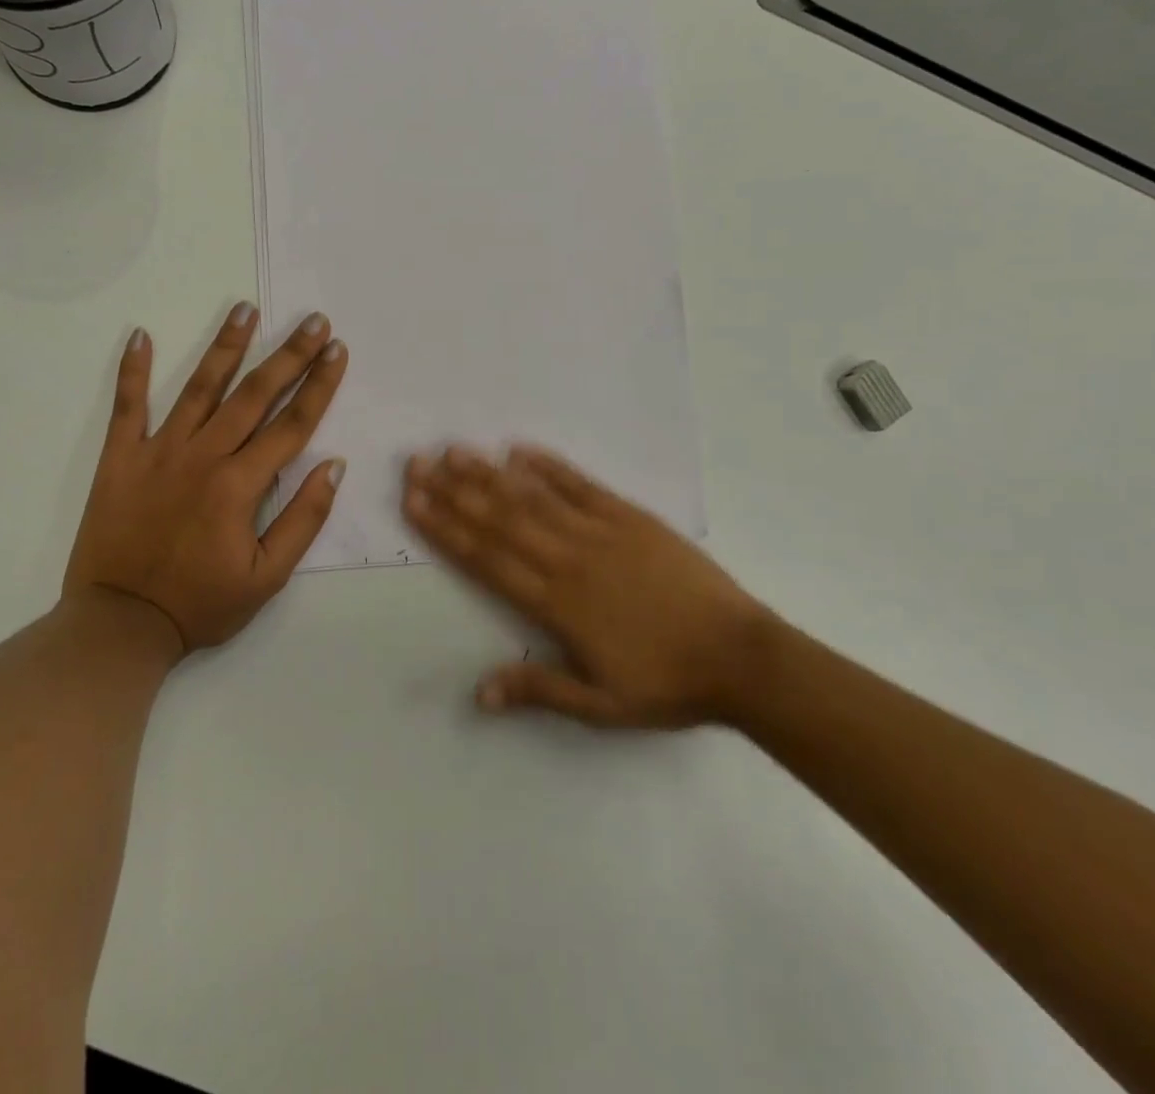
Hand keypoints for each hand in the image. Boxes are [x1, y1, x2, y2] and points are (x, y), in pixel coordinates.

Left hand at [65, 303, 348, 657]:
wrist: (119, 624)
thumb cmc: (201, 605)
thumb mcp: (267, 577)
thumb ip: (303, 519)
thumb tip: (332, 466)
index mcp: (240, 485)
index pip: (292, 425)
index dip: (319, 386)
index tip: (337, 351)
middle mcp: (203, 457)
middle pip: (254, 395)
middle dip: (288, 355)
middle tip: (312, 321)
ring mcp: (158, 452)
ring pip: (199, 388)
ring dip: (225, 346)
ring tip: (245, 310)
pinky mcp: (119, 458)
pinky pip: (127, 407)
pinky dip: (133, 371)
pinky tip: (141, 335)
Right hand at [403, 446, 777, 728]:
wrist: (740, 656)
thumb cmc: (667, 684)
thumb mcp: (601, 705)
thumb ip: (538, 689)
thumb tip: (478, 692)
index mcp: (556, 604)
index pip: (486, 559)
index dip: (445, 529)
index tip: (414, 502)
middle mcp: (568, 559)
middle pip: (499, 520)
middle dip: (454, 491)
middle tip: (417, 463)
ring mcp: (600, 532)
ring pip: (533, 498)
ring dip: (490, 474)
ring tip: (454, 451)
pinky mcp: (630, 517)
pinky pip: (581, 486)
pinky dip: (550, 467)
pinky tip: (520, 450)